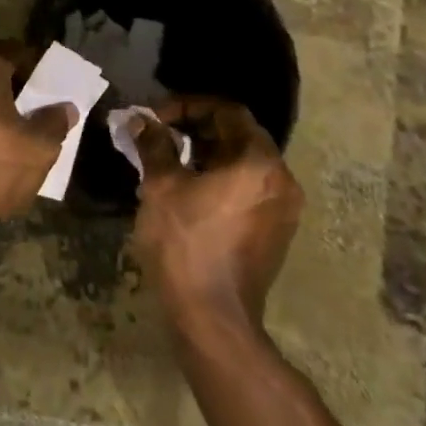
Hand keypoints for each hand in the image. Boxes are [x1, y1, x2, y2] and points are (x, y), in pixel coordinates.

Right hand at [131, 98, 303, 333]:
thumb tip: (141, 120)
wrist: (213, 318)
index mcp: (259, 162)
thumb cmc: (185, 243)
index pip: (227, 111)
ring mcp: (283, 209)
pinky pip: (249, 189)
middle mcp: (281, 180)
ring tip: (169, 163)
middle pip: (238, 135)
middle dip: (196, 130)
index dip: (188, 107)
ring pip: (243, 164)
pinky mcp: (276, 232)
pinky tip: (189, 192)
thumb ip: (154, 145)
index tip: (157, 119)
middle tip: (160, 137)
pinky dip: (221, 179)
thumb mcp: (161, 187)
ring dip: (206, 155)